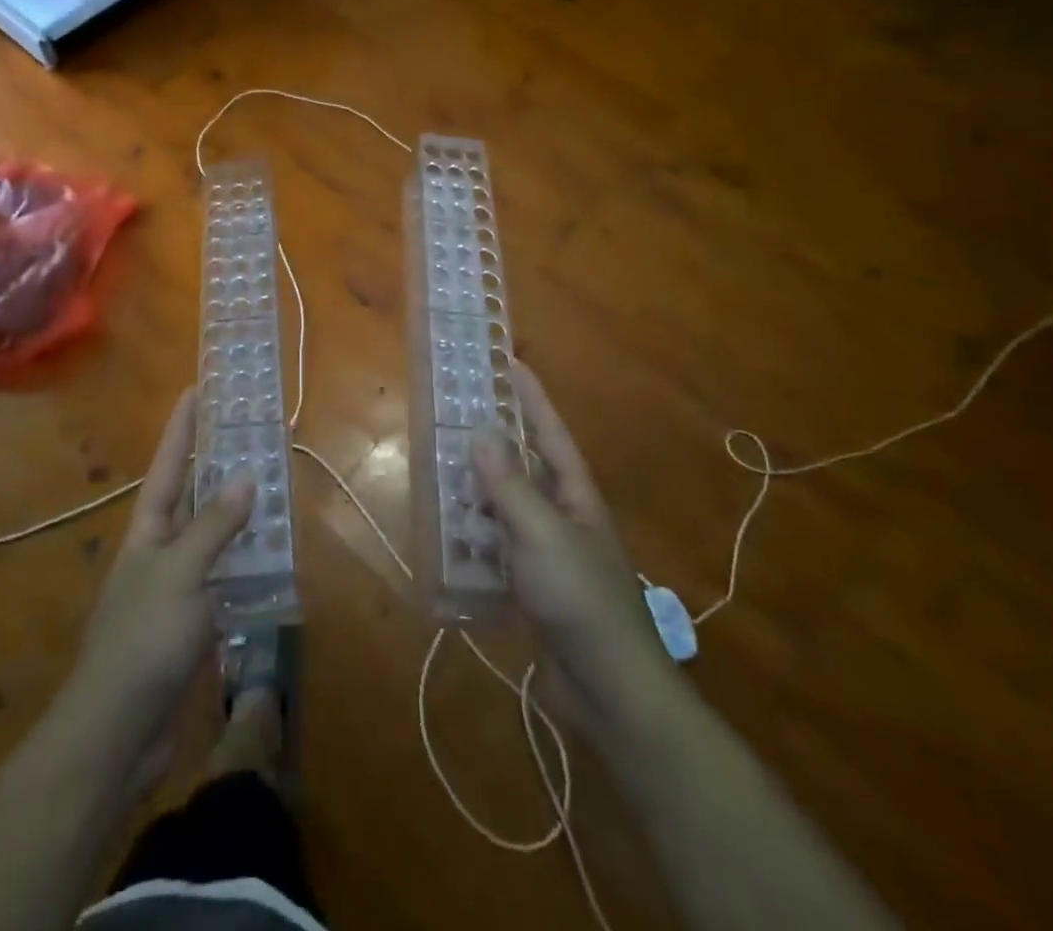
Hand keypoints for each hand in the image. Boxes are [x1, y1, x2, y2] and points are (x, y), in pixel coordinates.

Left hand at [63, 390, 253, 789]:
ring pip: (214, 536)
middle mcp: (161, 549)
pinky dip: (248, 564)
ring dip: (241, 514)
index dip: (183, 426)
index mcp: (149, 529)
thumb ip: (214, 526)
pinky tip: (275, 558)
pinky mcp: (193, 622)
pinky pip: (225, 578)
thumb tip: (246, 477)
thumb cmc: (143, 639)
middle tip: (254, 433)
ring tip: (276, 486)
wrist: (117, 731)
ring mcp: (176, 586)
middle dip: (220, 464)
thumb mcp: (180, 574)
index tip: (198, 388)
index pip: (169, 464)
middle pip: (194, 495)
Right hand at [472, 362, 662, 734]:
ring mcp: (551, 553)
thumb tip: (480, 433)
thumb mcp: (541, 534)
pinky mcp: (536, 587)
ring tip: (443, 471)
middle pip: (527, 467)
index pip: (550, 433)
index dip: (531, 397)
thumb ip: (509, 485)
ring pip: (509, 507)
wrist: (610, 689)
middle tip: (457, 417)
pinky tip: (451, 535)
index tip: (509, 363)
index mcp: (576, 496)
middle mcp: (565, 517)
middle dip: (496, 442)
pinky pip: (500, 547)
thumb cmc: (579, 599)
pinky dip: (477, 537)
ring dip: (479, 491)